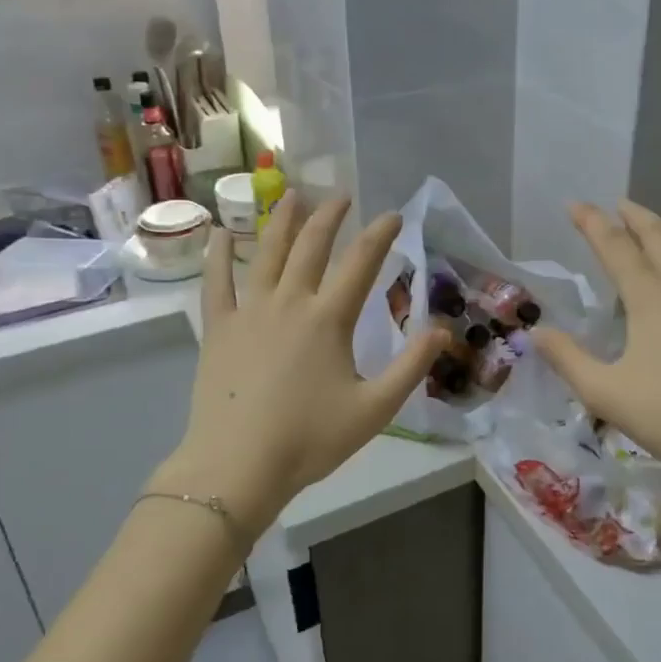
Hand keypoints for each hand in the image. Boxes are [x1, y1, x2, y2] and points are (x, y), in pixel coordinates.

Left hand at [157, 194, 446, 540]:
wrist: (238, 465)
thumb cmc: (310, 440)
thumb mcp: (375, 409)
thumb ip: (411, 367)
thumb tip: (443, 330)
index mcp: (328, 319)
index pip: (361, 263)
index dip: (380, 235)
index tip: (392, 214)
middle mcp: (289, 302)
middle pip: (312, 247)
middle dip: (330, 217)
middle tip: (342, 196)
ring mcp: (249, 312)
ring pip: (267, 254)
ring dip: (283, 222)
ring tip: (293, 195)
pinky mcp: (218, 328)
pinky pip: (217, 282)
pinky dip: (218, 254)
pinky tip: (218, 232)